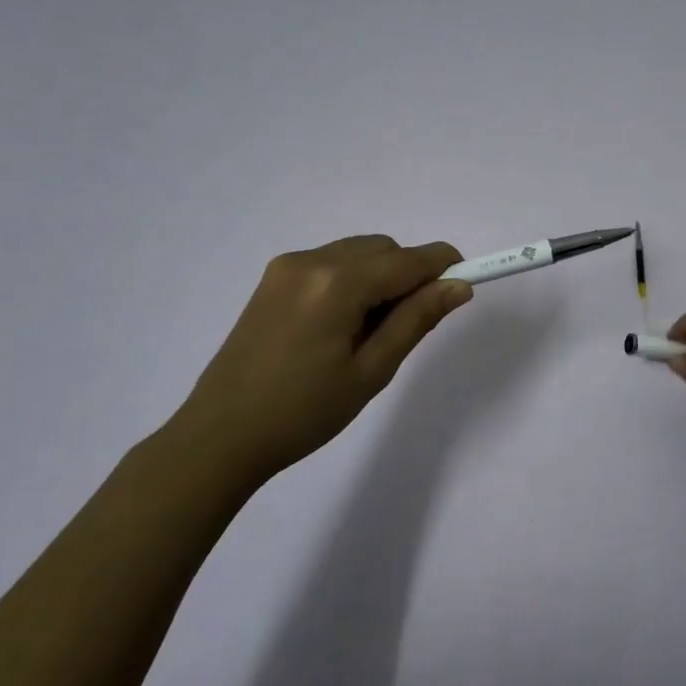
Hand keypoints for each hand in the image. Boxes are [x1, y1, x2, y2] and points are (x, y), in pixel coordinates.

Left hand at [161, 235, 470, 486]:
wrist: (220, 436)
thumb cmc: (304, 412)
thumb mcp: (371, 371)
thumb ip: (417, 320)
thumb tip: (459, 286)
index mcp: (337, 283)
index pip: (408, 259)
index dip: (444, 266)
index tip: (465, 286)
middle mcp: (312, 260)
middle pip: (383, 249)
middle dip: (409, 276)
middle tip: (407, 328)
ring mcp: (287, 266)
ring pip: (357, 253)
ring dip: (380, 278)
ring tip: (369, 333)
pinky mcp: (273, 279)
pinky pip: (331, 263)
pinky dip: (352, 281)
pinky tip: (341, 326)